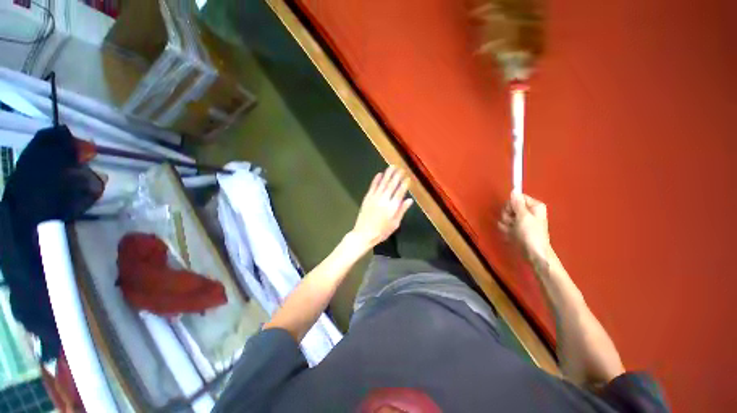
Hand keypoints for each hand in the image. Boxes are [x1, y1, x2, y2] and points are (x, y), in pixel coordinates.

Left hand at [351, 166, 412, 248]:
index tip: (407, 177)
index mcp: (392, 207)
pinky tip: (379, 174)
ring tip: (392, 167)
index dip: (404, 184)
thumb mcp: (395, 224)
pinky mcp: (367, 198)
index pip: (399, 192)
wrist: (364, 234)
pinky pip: (372, 187)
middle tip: (400, 168)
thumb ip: (402, 210)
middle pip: (391, 185)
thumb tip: (409, 200)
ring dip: (387, 174)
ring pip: (382, 183)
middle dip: (396, 176)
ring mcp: (374, 198)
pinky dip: (376, 180)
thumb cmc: (381, 231)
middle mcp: (384, 200)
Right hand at [498, 193, 550, 261]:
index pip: (517, 198)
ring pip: (505, 217)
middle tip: (512, 223)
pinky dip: (506, 230)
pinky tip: (510, 235)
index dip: (511, 204)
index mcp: (534, 206)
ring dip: (506, 224)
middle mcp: (527, 212)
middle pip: (509, 207)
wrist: (533, 254)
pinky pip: (505, 225)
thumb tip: (514, 190)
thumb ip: (517, 203)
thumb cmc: (531, 234)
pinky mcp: (515, 229)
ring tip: (512, 231)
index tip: (512, 212)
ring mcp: (521, 221)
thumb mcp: (523, 216)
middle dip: (507, 215)